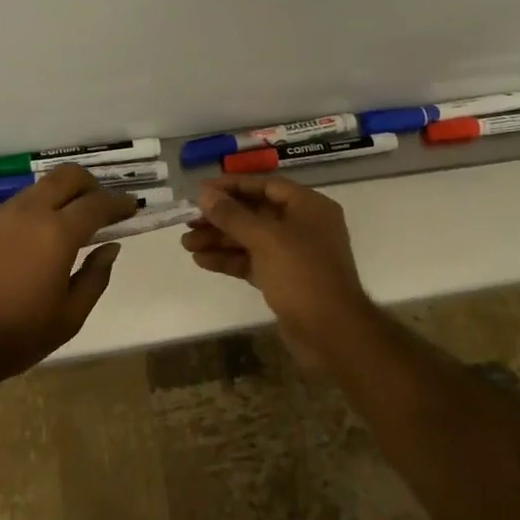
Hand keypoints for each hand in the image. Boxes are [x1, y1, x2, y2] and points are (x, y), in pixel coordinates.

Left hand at [0, 165, 136, 385]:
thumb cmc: (17, 336)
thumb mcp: (70, 317)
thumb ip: (95, 276)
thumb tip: (110, 247)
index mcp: (57, 232)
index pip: (97, 204)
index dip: (119, 203)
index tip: (132, 206)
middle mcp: (29, 212)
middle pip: (67, 176)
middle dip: (90, 185)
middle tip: (100, 207)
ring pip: (39, 188)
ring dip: (60, 196)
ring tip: (67, 224)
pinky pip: (15, 206)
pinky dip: (34, 211)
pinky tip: (32, 240)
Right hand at [182, 176, 375, 365]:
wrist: (332, 333)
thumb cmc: (303, 275)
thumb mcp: (265, 239)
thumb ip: (232, 215)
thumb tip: (204, 193)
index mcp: (308, 206)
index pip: (265, 186)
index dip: (232, 186)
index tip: (201, 190)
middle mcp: (303, 225)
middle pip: (255, 213)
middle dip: (221, 217)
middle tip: (188, 221)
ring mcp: (294, 254)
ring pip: (250, 239)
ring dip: (220, 240)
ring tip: (187, 244)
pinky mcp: (284, 279)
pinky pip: (252, 261)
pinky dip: (229, 260)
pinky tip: (202, 261)